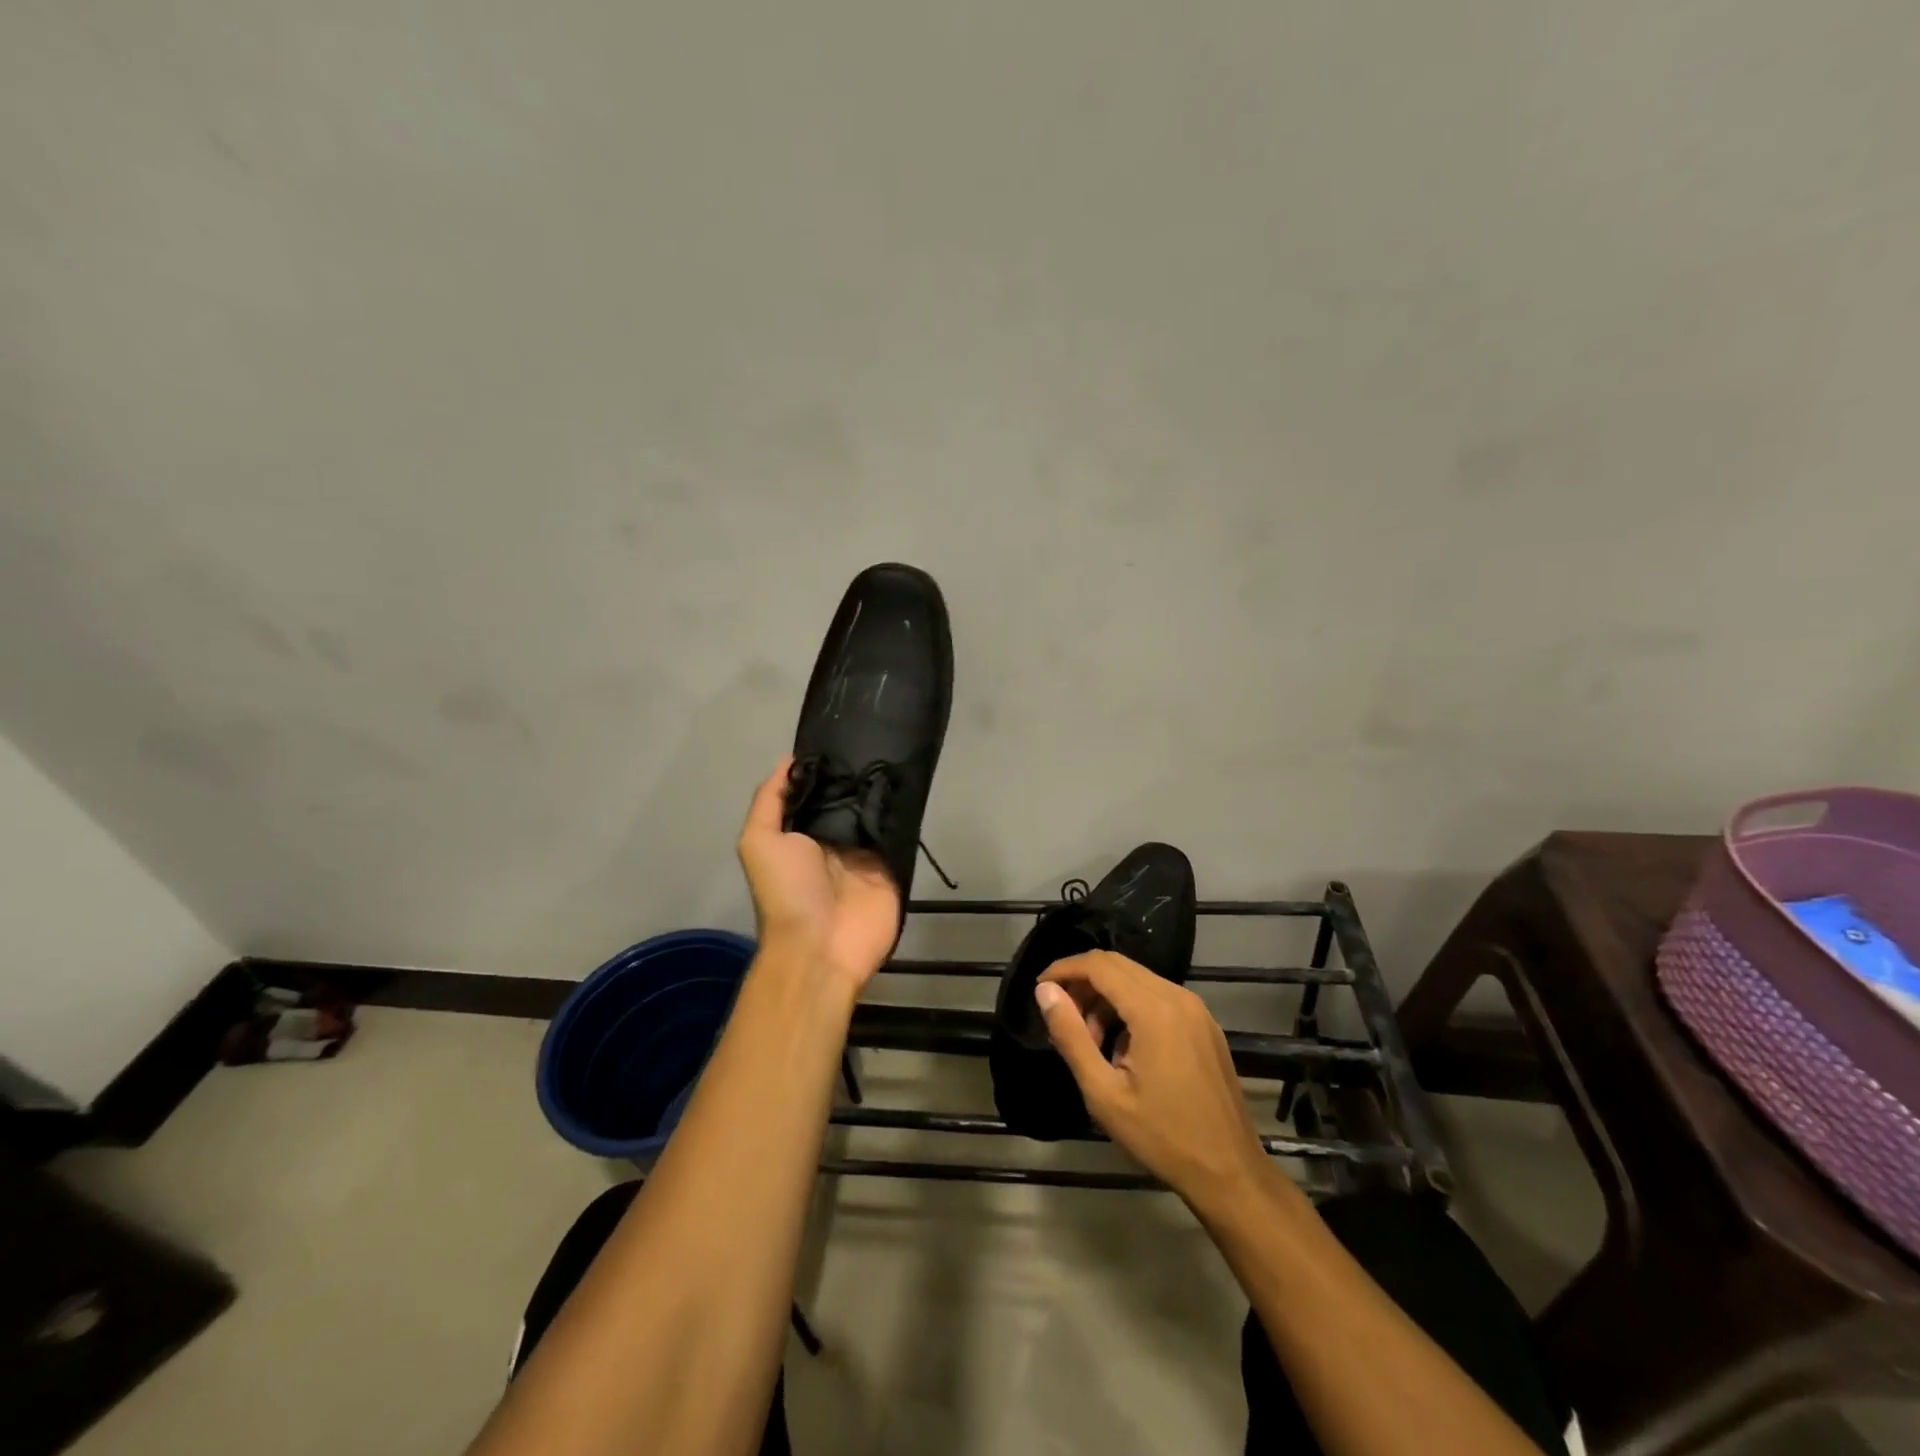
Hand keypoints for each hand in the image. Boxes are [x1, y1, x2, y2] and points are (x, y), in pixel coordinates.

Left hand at [737, 756, 899, 989]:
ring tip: (898, 755)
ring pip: (876, 813)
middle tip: (877, 739)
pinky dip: (905, 815)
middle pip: (849, 799)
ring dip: (883, 791)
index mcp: (802, 834)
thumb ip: (770, 800)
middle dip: (858, 775)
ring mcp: (866, 853)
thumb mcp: (759, 841)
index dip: (825, 768)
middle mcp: (834, 840)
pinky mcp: (893, 867)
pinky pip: (899, 835)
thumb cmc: (786, 892)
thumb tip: (789, 761)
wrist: (821, 947)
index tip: (841, 736)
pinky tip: (912, 787)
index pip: (817, 793)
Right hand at [1036, 951, 1270, 1210]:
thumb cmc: (1162, 1137)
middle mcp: (1177, 997)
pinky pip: (1158, 997)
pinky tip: (1122, 1049)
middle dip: (1083, 982)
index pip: (1099, 965)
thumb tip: (1045, 991)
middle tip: (1061, 1015)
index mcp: (1154, 1010)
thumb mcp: (1104, 1093)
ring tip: (1091, 1041)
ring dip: (1106, 997)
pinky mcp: (1204, 1024)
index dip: (1064, 968)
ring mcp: (1196, 1009)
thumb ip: (1071, 1036)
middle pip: (1118, 965)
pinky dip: (1130, 1007)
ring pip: (1138, 980)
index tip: (1040, 988)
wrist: (1230, 1172)